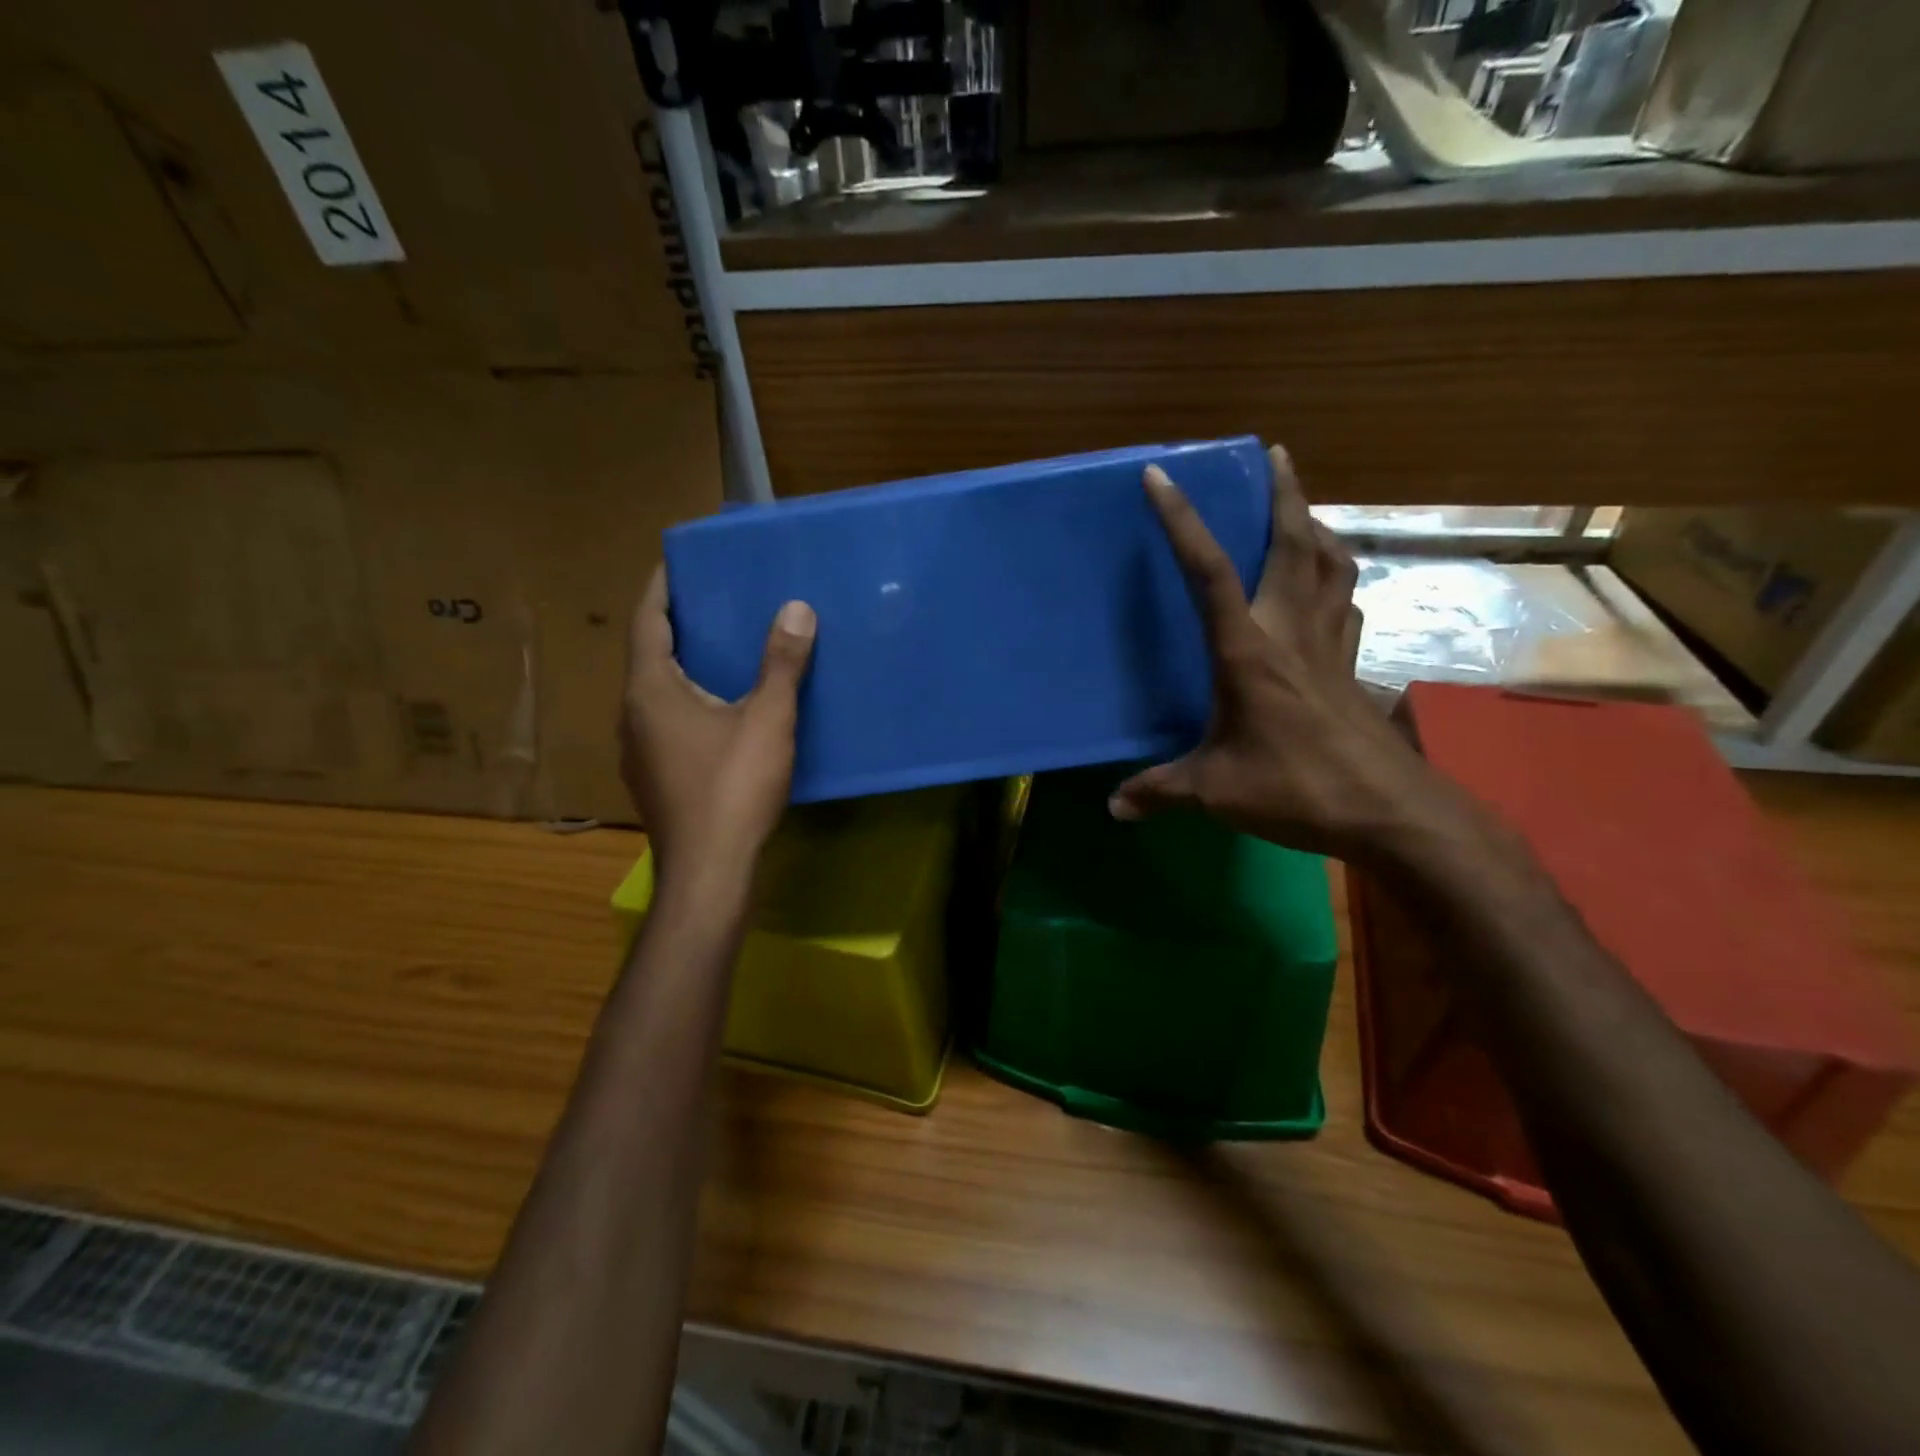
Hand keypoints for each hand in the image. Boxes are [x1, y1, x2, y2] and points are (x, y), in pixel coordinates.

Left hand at [620, 567, 815, 897]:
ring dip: (683, 669)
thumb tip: (796, 608)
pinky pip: (666, 724)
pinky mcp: (654, 779)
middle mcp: (632, 715)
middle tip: (714, 603)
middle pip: (649, 656)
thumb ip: (781, 664)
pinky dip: (688, 704)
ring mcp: (638, 752)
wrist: (709, 871)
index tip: (677, 562)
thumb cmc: (733, 787)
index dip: (661, 588)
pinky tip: (722, 713)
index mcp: (650, 691)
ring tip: (722, 653)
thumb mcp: (767, 720)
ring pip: (656, 695)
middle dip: (677, 626)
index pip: (647, 621)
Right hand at [1109, 447, 1458, 862]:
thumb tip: (1113, 807)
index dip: (1182, 521)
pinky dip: (1335, 579)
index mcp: (1248, 650)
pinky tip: (1326, 588)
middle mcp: (1291, 632)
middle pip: (1295, 544)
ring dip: (1316, 528)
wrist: (1391, 812)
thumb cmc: (1297, 788)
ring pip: (1332, 565)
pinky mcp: (1351, 667)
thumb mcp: (1214, 791)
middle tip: (1274, 455)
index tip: (1161, 477)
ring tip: (1300, 511)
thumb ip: (1159, 791)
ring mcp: (1330, 646)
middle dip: (1284, 493)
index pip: (1209, 572)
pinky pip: (1344, 604)